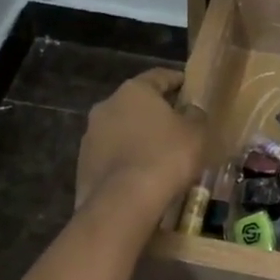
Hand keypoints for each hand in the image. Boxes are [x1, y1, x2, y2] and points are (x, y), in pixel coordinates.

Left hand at [76, 68, 207, 212]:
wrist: (123, 203)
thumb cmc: (166, 157)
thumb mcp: (196, 133)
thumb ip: (195, 115)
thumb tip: (189, 111)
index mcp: (134, 91)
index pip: (159, 76)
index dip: (177, 80)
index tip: (188, 87)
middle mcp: (106, 106)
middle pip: (136, 103)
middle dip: (155, 111)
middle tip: (177, 123)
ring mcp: (90, 136)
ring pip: (121, 130)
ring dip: (138, 136)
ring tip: (159, 153)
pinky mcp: (83, 165)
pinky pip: (111, 155)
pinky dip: (126, 159)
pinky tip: (141, 174)